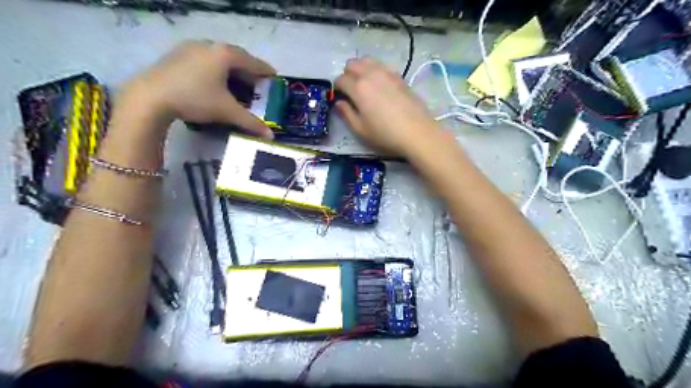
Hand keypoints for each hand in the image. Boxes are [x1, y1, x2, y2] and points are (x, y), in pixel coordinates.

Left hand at [121, 39, 275, 139]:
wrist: (150, 97)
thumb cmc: (195, 99)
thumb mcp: (227, 111)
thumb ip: (251, 122)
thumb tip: (270, 136)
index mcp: (225, 55)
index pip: (253, 62)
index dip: (266, 71)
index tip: (274, 77)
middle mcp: (210, 46)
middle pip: (236, 57)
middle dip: (249, 70)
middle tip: (257, 83)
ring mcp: (191, 48)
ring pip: (219, 57)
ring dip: (232, 69)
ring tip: (237, 82)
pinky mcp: (177, 55)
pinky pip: (205, 59)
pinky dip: (216, 69)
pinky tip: (214, 81)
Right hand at [337, 58, 442, 153]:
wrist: (417, 132)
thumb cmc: (385, 134)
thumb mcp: (361, 130)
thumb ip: (347, 114)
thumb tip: (338, 103)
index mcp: (358, 88)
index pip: (340, 79)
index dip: (336, 88)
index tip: (339, 98)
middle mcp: (371, 74)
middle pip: (352, 64)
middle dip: (347, 74)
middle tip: (351, 91)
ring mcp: (387, 73)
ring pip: (367, 60)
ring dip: (361, 69)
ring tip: (364, 86)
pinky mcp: (399, 76)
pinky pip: (381, 66)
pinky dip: (375, 71)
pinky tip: (379, 86)